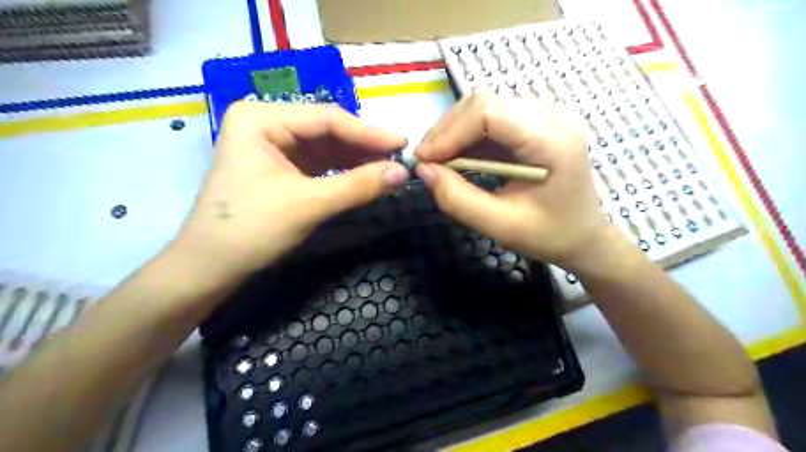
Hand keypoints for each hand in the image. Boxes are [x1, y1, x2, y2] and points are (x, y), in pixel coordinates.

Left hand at [170, 100, 410, 284]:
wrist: (210, 268)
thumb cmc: (250, 230)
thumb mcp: (308, 205)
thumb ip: (358, 186)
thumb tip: (404, 173)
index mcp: (260, 118)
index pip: (327, 119)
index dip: (369, 133)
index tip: (403, 144)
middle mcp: (266, 123)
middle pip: (327, 131)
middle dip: (364, 147)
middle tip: (400, 158)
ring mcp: (273, 146)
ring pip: (326, 148)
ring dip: (357, 159)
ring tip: (390, 167)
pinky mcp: (281, 168)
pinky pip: (320, 164)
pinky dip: (344, 172)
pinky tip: (366, 176)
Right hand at [416, 92, 618, 269]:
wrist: (584, 236)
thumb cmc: (549, 235)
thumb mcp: (500, 225)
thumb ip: (458, 199)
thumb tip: (423, 170)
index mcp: (551, 139)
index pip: (487, 112)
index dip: (449, 132)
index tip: (425, 161)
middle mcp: (551, 115)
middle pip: (483, 103)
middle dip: (447, 132)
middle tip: (427, 163)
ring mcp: (545, 115)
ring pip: (483, 108)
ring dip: (454, 134)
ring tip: (438, 163)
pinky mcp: (535, 123)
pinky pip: (492, 121)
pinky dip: (468, 139)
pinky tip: (458, 160)